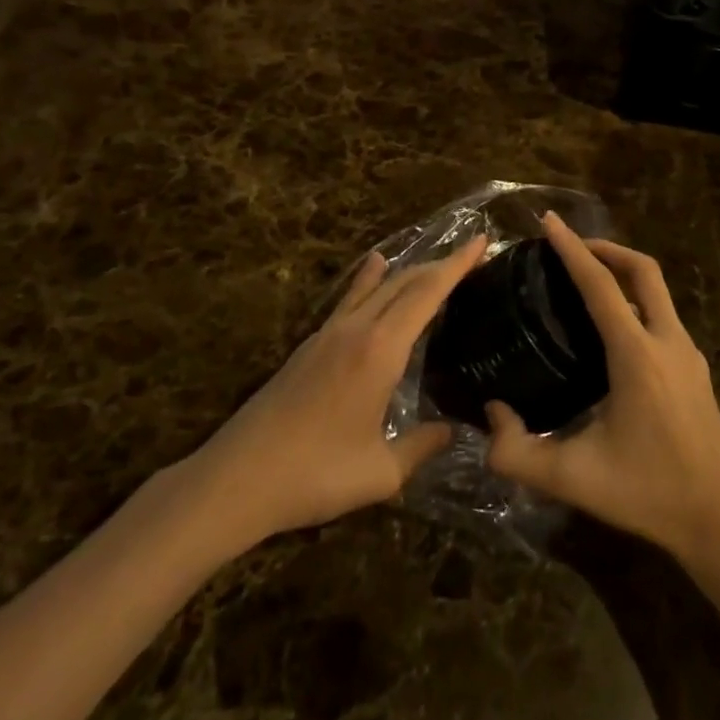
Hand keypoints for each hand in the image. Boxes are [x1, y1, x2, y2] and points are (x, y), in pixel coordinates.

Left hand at [187, 235, 487, 549]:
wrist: (237, 478)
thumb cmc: (315, 475)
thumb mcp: (380, 473)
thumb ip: (421, 447)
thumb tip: (452, 430)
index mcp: (380, 350)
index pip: (427, 293)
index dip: (457, 265)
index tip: (482, 241)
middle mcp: (357, 329)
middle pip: (405, 282)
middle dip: (440, 264)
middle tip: (471, 255)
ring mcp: (329, 333)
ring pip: (377, 286)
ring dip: (409, 269)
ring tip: (433, 259)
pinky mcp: (310, 345)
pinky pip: (351, 298)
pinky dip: (371, 278)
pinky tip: (374, 267)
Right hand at [485, 214, 719, 561]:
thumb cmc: (647, 494)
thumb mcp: (573, 479)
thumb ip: (517, 453)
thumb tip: (492, 413)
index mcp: (637, 355)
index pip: (601, 284)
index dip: (572, 248)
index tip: (548, 222)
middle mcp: (667, 341)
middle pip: (642, 270)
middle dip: (606, 247)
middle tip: (570, 245)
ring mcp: (688, 353)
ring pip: (658, 291)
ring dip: (624, 273)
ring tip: (587, 280)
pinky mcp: (696, 369)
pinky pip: (664, 315)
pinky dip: (637, 300)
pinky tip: (615, 327)